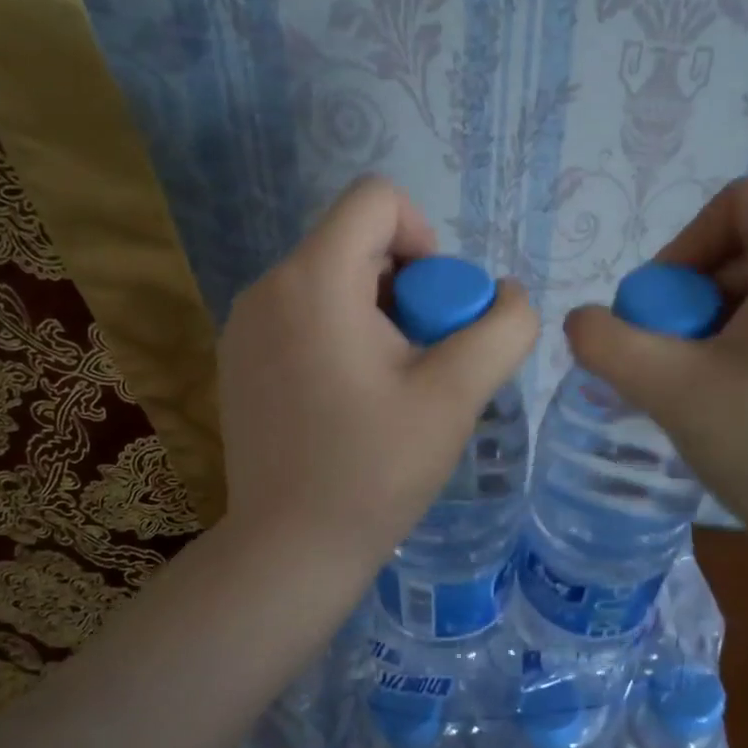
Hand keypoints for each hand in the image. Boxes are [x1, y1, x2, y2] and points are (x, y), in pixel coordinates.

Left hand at [218, 175, 538, 572]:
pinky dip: (340, 335)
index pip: (376, 199)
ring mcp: (243, 325)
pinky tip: (352, 400)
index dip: (425, 237)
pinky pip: (303, 315)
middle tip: (423, 358)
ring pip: (331, 281)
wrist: (291, 548)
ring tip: (391, 384)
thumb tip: (510, 296)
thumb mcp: (456, 395)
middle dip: (406, 287)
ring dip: (377, 314)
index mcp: (314, 279)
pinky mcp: (238, 359)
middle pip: (356, 242)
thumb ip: (501, 329)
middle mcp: (267, 287)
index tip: (437, 308)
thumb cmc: (375, 469)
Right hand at [563, 178, 747, 564]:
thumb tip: (583, 321)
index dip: (682, 247)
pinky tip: (738, 405)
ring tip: (700, 391)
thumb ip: (608, 343)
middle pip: (746, 252)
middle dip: (692, 301)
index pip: (737, 203)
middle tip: (671, 365)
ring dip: (716, 330)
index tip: (661, 314)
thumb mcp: (672, 390)